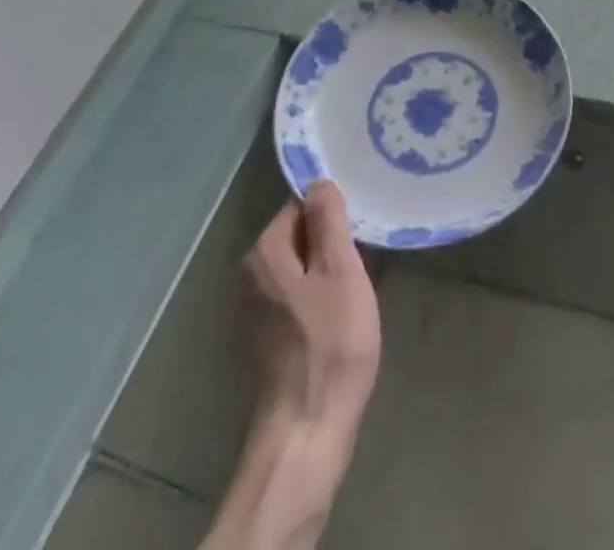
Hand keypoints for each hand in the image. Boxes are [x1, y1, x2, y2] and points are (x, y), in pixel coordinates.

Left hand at [241, 180, 381, 436]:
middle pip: (297, 238)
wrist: (305, 432)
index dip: (333, 214)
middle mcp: (249, 277)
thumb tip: (319, 181)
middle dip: (329, 243)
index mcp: (265, 253)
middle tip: (364, 257)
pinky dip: (315, 300)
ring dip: (325, 273)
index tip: (360, 229)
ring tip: (357, 285)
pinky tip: (338, 318)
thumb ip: (329, 221)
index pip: (300, 206)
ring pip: (297, 270)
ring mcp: (252, 312)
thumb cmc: (330, 344)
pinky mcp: (262, 342)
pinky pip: (293, 300)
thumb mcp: (340, 271)